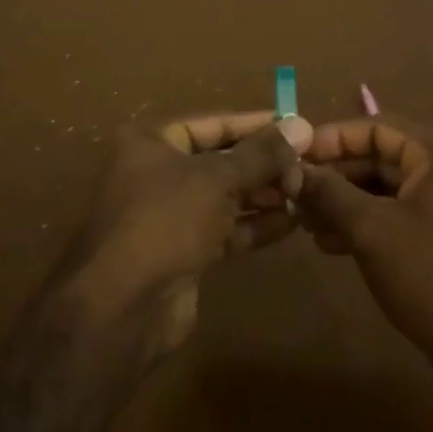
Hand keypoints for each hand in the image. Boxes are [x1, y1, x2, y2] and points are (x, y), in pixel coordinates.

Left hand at [73, 111, 312, 350]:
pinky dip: (255, 225)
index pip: (212, 124)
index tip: (297, 126)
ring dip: (264, 194)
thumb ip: (261, 154)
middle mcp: (158, 173)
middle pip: (220, 160)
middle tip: (308, 166)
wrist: (124, 307)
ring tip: (305, 192)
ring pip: (225, 197)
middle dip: (264, 164)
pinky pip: (225, 229)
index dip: (256, 125)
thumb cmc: (166, 220)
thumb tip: (300, 125)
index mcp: (152, 142)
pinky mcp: (184, 252)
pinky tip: (291, 222)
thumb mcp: (217, 178)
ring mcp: (170, 215)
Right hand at [287, 114, 432, 411]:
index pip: (377, 126)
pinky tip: (330, 243)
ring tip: (306, 223)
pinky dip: (364, 223)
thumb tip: (293, 170)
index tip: (295, 154)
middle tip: (295, 192)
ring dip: (344, 201)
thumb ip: (329, 192)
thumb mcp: (371, 229)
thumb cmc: (430, 275)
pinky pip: (397, 215)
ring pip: (385, 189)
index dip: (333, 137)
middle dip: (335, 174)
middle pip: (380, 157)